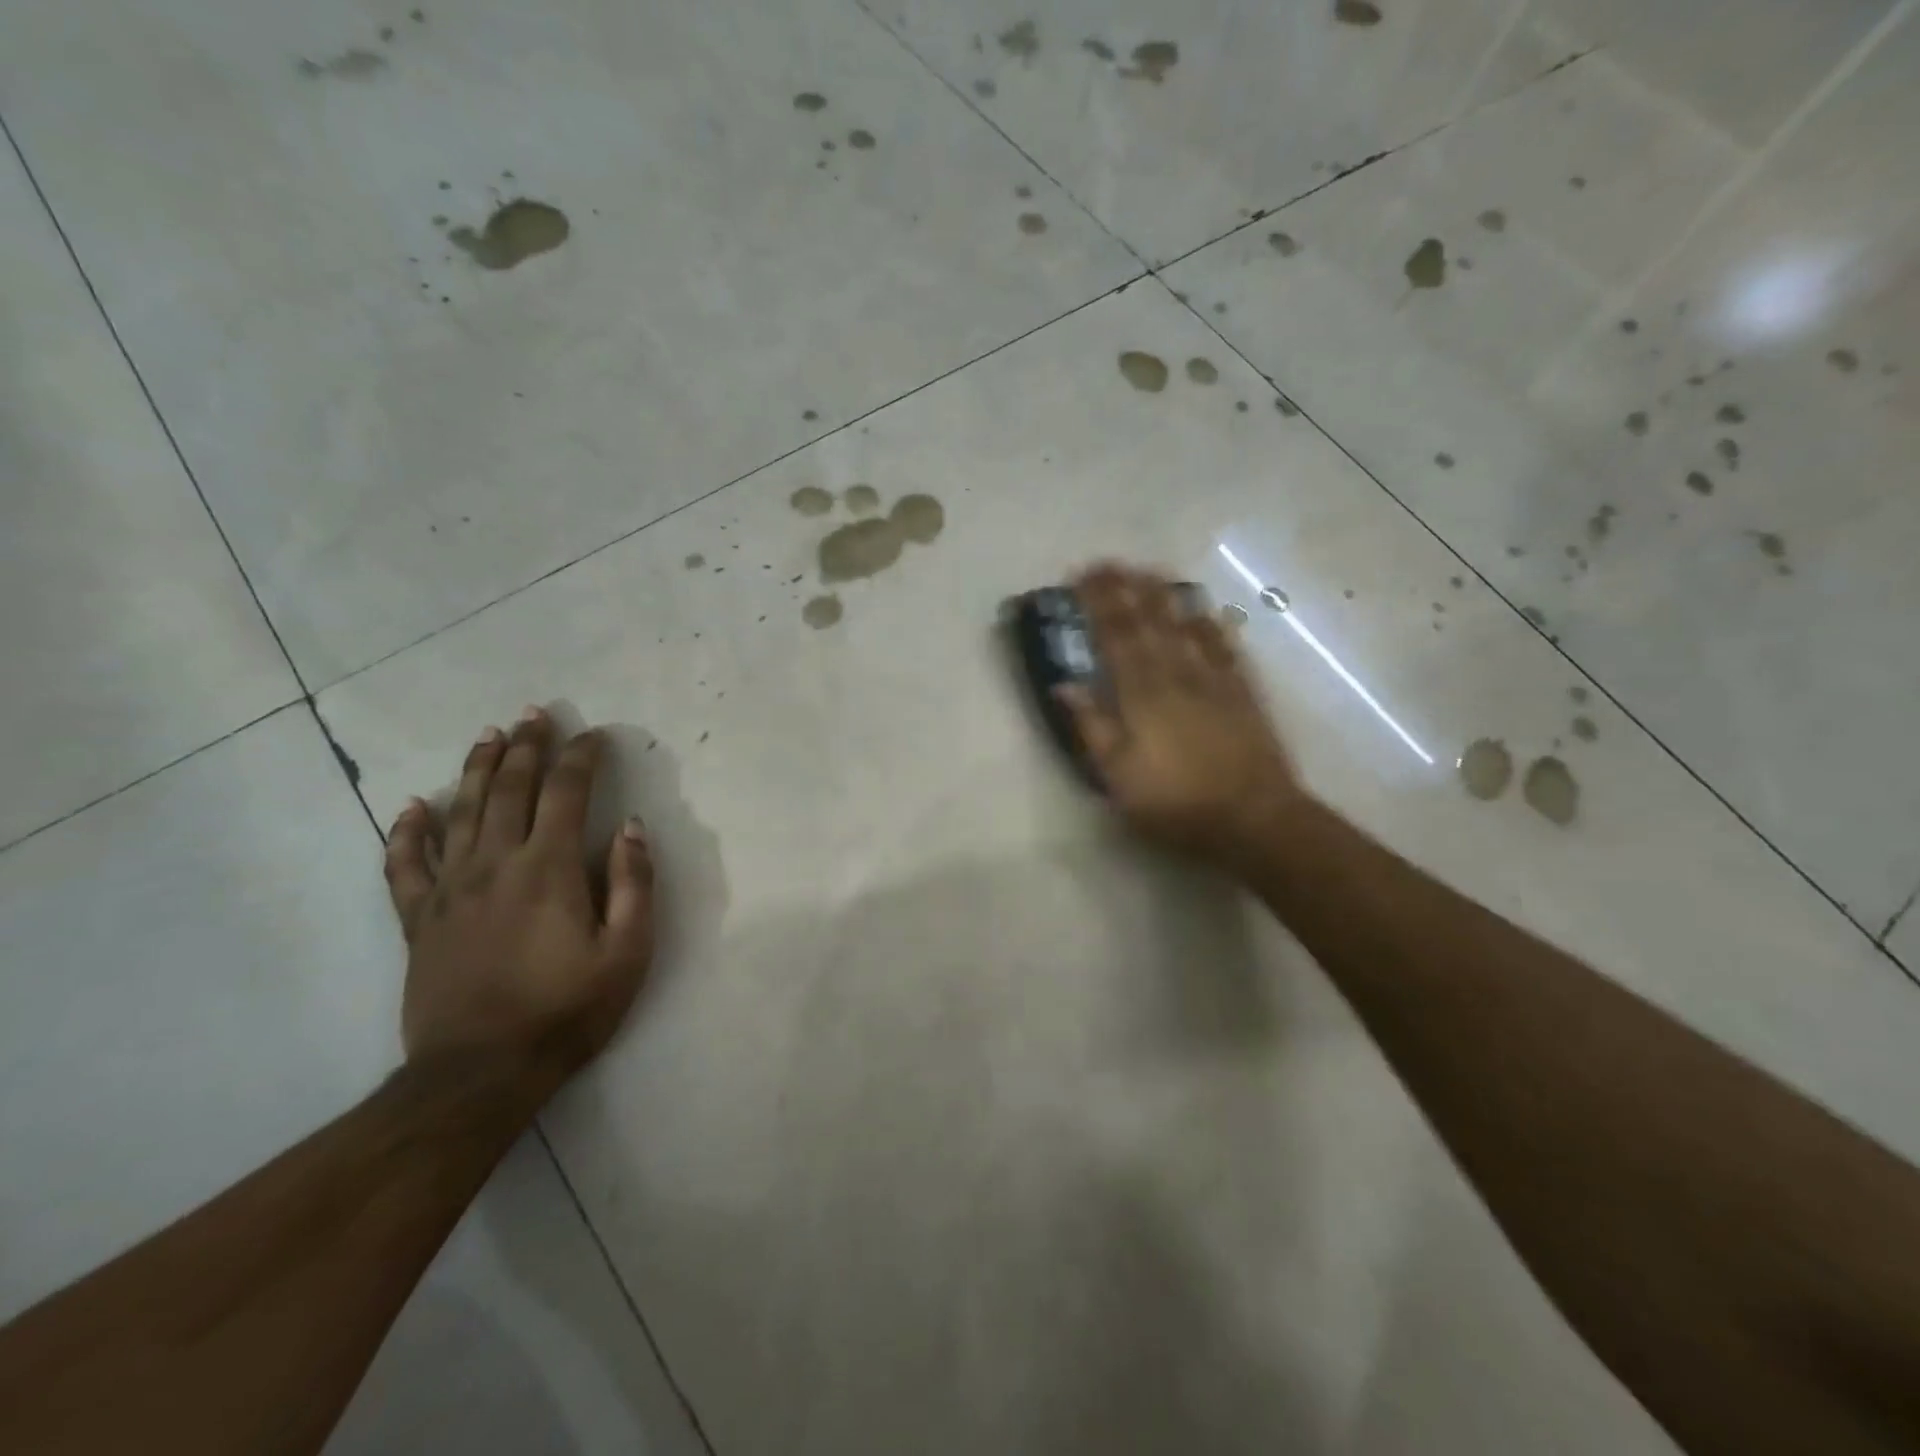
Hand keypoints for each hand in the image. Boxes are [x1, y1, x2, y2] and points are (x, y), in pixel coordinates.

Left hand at [384, 708, 653, 1093]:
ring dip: (477, 769)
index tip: (594, 735)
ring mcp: (450, 889)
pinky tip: (412, 806)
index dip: (581, 757)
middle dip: (526, 746)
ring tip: (488, 735)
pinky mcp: (419, 919)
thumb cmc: (567, 1010)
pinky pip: (405, 864)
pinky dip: (408, 831)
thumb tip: (631, 827)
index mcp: (548, 868)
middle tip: (536, 713)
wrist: (480, 1072)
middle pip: (509, 788)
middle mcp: (495, 864)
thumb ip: (633, 883)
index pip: (566, 792)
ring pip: (460, 812)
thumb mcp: (627, 952)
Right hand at [1059, 564, 1303, 871]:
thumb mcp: (1118, 777)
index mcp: (1141, 696)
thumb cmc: (1176, 803)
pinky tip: (1205, 608)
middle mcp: (1176, 676)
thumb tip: (1063, 685)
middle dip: (1126, 589)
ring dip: (1165, 595)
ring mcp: (1213, 681)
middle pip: (1148, 622)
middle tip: (1110, 561)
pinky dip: (1212, 623)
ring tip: (1150, 571)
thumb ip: (1092, 727)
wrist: (1253, 818)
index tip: (1081, 577)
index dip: (1097, 604)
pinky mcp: (1242, 693)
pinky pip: (1224, 647)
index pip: (1115, 637)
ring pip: (1186, 626)